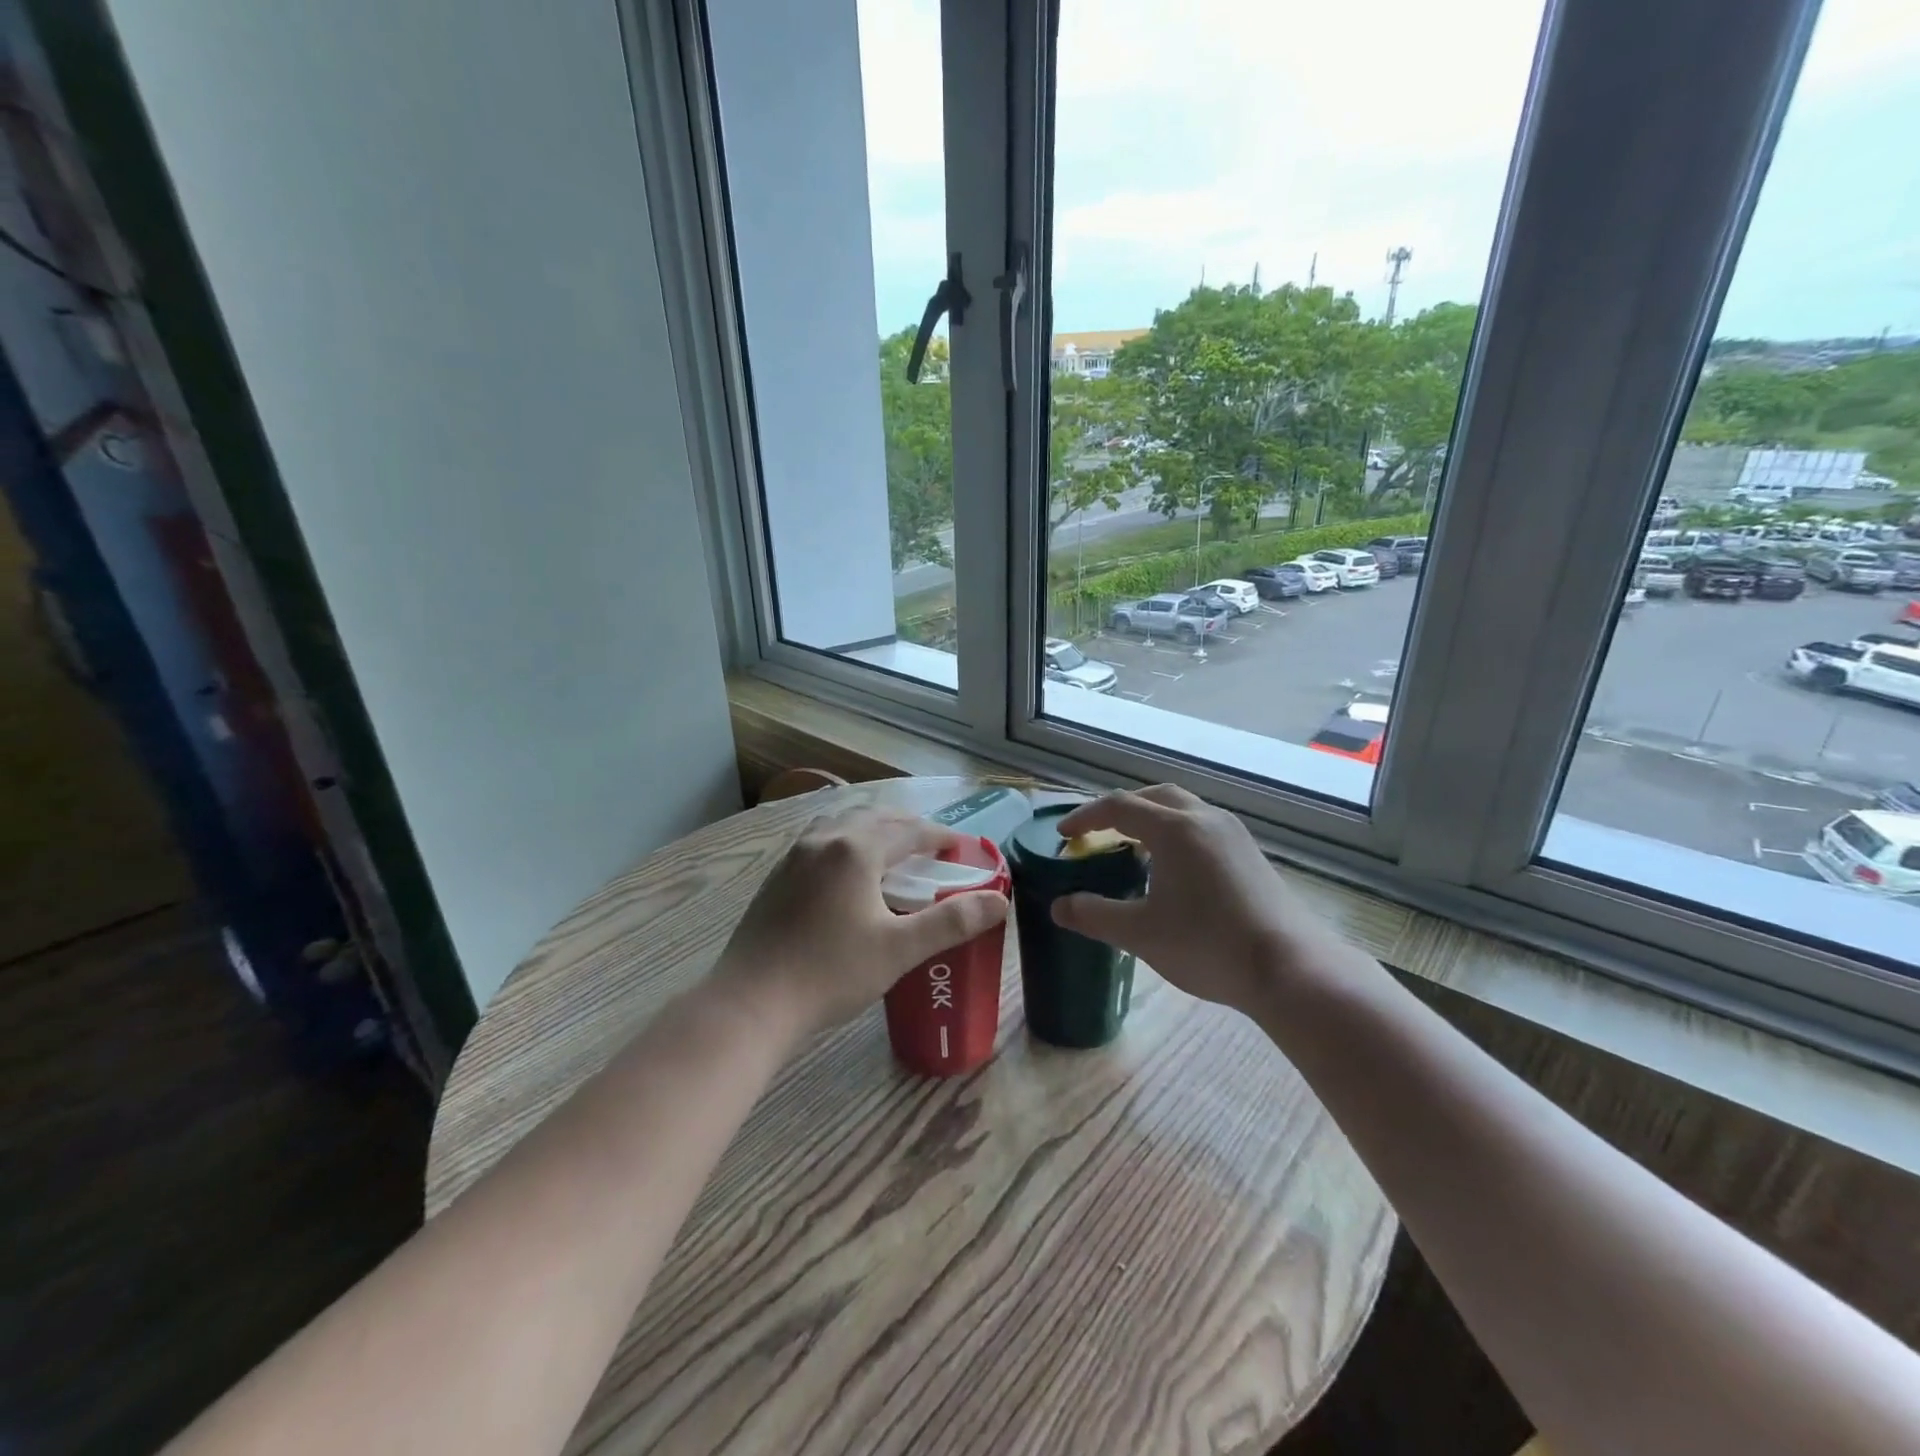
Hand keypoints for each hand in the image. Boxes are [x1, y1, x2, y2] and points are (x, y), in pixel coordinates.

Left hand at [712, 806, 1008, 1038]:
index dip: (939, 836)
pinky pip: (820, 841)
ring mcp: (794, 856)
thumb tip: (998, 901)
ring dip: (872, 829)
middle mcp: (824, 840)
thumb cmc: (830, 973)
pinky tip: (846, 871)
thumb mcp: (898, 949)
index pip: (909, 831)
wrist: (751, 1003)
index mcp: (856, 849)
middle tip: (931, 847)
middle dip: (907, 828)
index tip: (960, 847)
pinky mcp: (777, 877)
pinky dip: (846, 842)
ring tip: (890, 850)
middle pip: (875, 819)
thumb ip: (950, 922)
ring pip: (842, 824)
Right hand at [1050, 785, 1354, 1015]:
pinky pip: (1203, 826)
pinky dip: (1176, 833)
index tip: (1064, 835)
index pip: (1119, 807)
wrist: (1290, 968)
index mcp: (1174, 829)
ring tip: (1133, 849)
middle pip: (1155, 797)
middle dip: (1122, 809)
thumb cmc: (1208, 945)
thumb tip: (1059, 906)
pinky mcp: (1250, 854)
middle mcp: (1205, 819)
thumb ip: (1095, 915)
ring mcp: (1233, 834)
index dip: (1086, 817)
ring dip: (1152, 819)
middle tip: (1099, 833)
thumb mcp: (1141, 933)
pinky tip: (1173, 870)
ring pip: (1184, 809)